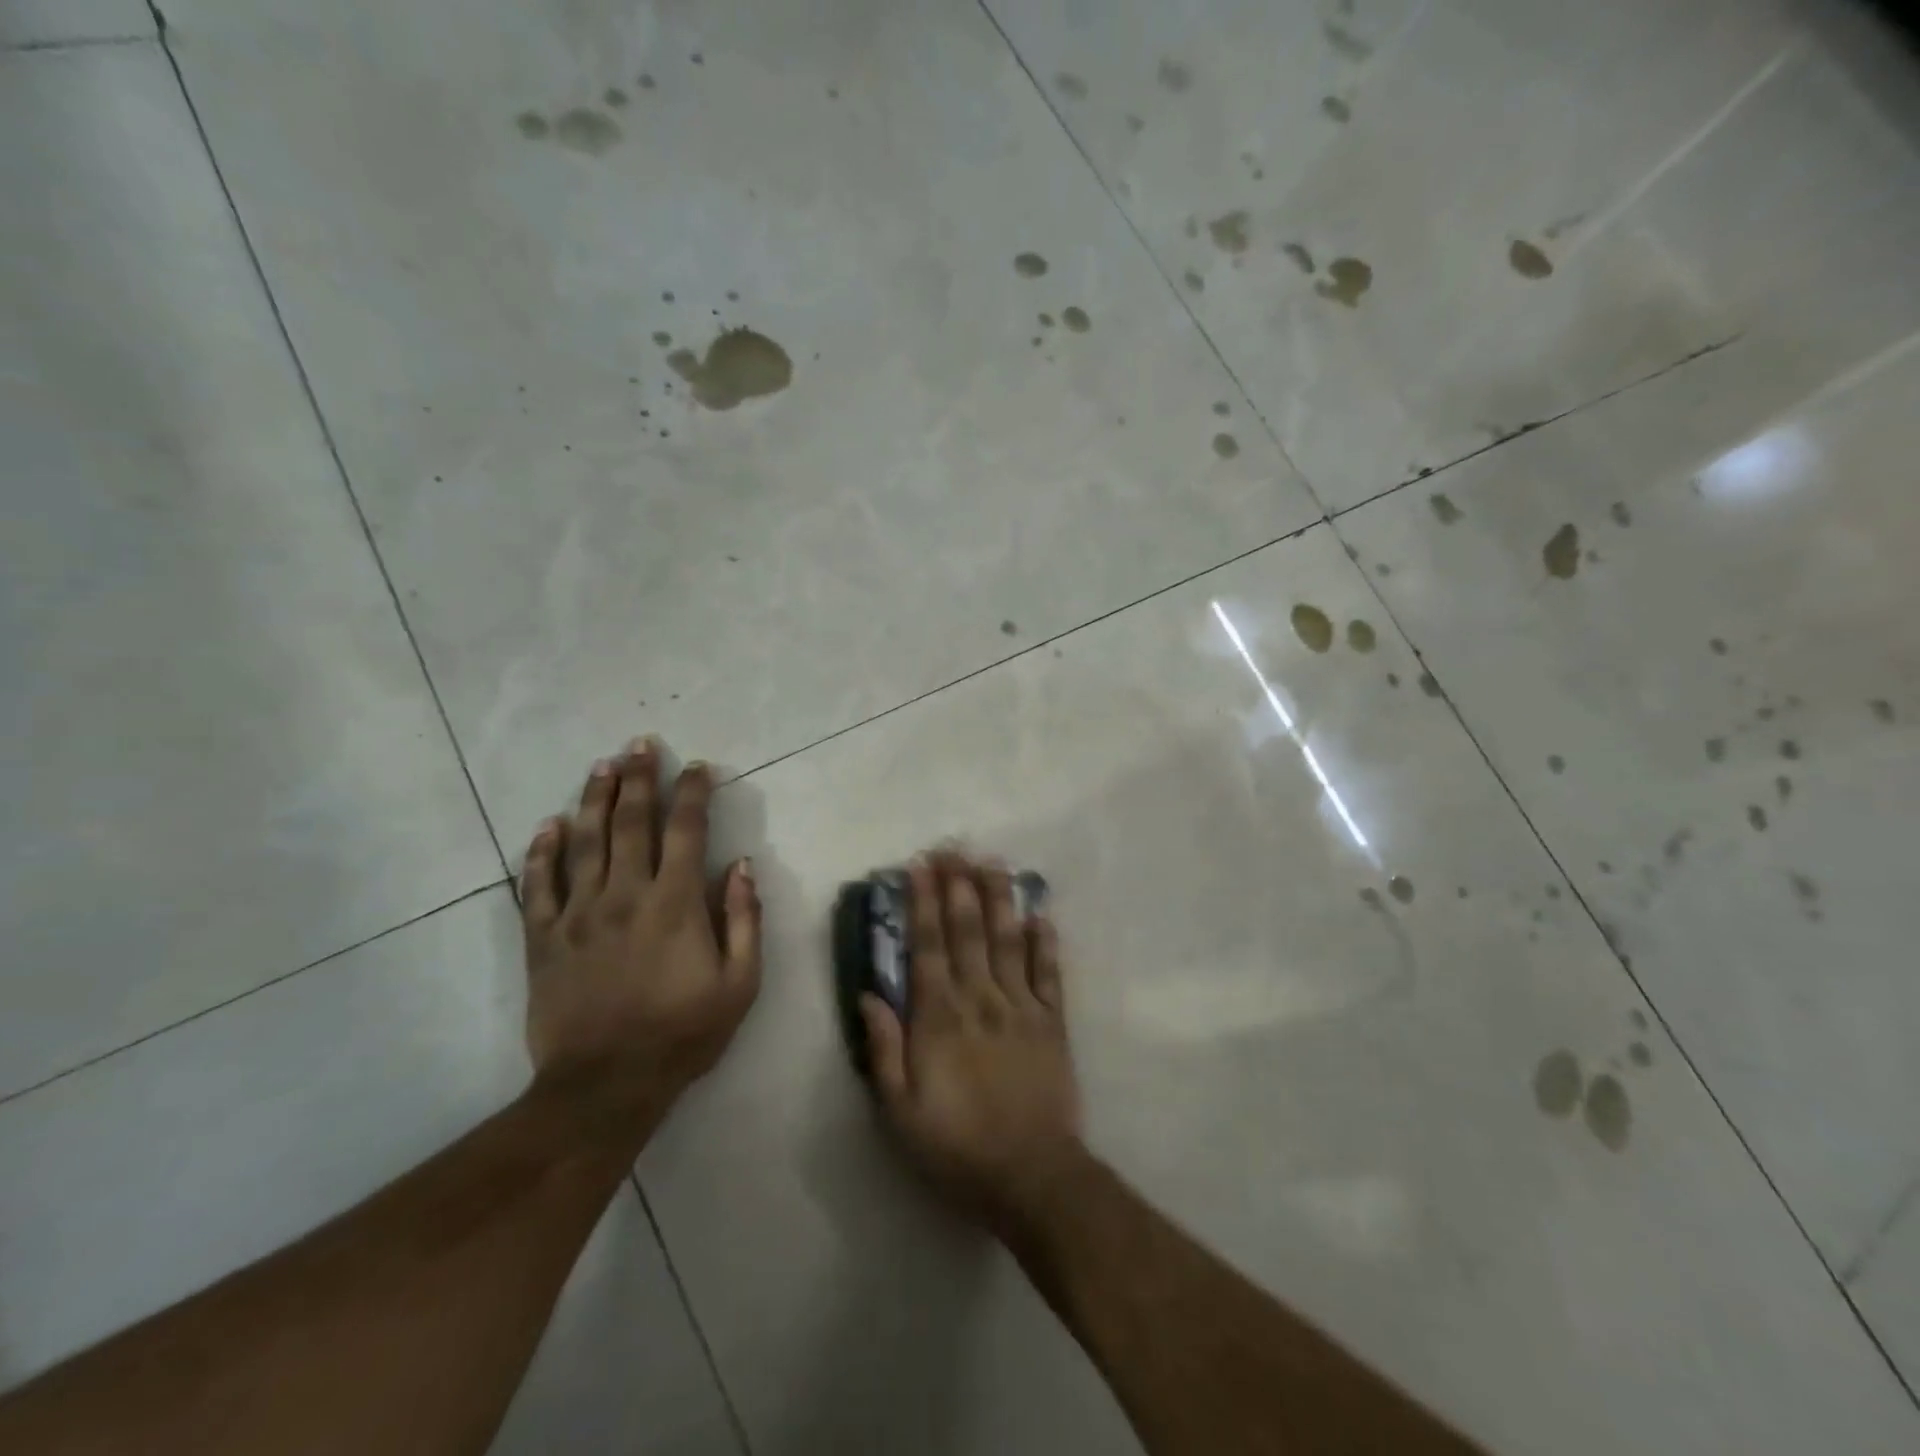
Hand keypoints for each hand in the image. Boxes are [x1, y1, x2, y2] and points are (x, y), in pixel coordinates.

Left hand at [520, 739, 760, 1120]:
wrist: (605, 1085)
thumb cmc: (683, 1034)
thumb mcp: (740, 984)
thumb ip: (745, 920)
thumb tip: (743, 866)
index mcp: (675, 903)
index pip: (686, 831)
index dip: (693, 794)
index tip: (697, 767)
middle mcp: (625, 895)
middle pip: (631, 822)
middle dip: (639, 779)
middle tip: (640, 745)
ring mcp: (579, 914)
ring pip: (585, 842)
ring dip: (594, 799)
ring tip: (601, 766)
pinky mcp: (543, 938)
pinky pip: (538, 885)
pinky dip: (542, 851)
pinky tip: (548, 825)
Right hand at [861, 852, 1082, 1231]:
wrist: (1032, 1177)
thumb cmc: (957, 1147)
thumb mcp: (901, 1112)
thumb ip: (885, 1050)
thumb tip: (869, 994)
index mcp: (940, 1018)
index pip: (928, 946)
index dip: (922, 903)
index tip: (919, 867)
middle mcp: (981, 999)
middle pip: (968, 930)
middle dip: (958, 885)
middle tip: (953, 847)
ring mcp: (1021, 1007)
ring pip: (1008, 940)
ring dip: (999, 898)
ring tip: (992, 862)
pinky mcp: (1053, 1022)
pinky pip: (1049, 973)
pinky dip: (1045, 941)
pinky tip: (1040, 913)